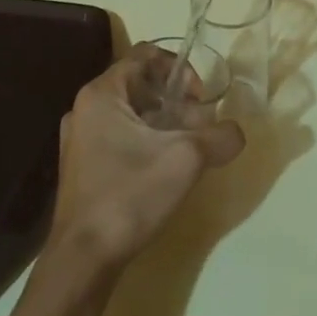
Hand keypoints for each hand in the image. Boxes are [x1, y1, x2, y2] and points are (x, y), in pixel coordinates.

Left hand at [44, 45, 244, 273]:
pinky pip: (121, 138)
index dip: (179, 68)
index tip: (199, 97)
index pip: (145, 55)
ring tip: (189, 151)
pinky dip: (147, 143)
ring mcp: (80, 140)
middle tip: (200, 128)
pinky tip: (165, 171)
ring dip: (164, 124)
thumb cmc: (130, 195)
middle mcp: (85, 109)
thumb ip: (219, 137)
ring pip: (133, 114)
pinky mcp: (83, 167)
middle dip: (176, 101)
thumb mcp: (187, 159)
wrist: (83, 260)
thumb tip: (236, 133)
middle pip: (141, 85)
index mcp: (101, 94)